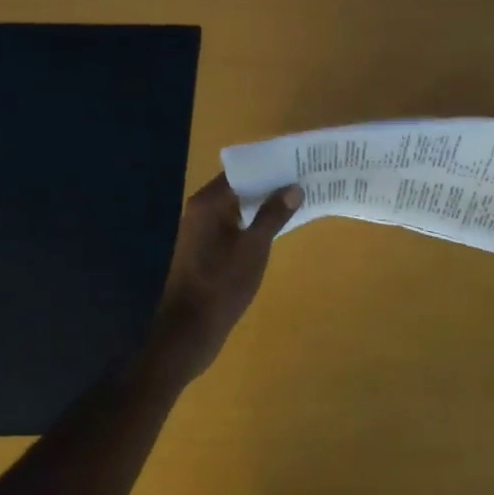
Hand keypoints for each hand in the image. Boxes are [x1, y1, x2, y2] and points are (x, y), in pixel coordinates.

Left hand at [150, 174, 302, 382]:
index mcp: (208, 203)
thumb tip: (294, 186)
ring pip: (239, 207)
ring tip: (299, 198)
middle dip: (271, 184)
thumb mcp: (254, 248)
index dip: (271, 165)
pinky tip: (279, 225)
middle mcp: (202, 210)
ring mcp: (203, 230)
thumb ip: (273, 215)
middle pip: (241, 187)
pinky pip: (235, 224)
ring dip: (265, 204)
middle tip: (306, 178)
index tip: (299, 161)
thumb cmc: (221, 285)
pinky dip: (255, 222)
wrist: (187, 333)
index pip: (243, 170)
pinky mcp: (207, 248)